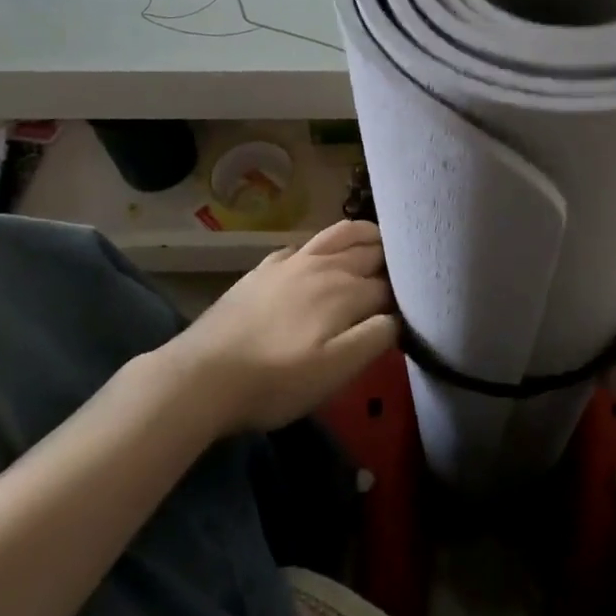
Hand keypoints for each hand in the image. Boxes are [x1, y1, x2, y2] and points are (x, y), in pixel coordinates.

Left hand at [173, 221, 398, 433]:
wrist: (202, 375)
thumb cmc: (275, 381)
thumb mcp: (334, 371)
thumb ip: (374, 338)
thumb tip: (398, 317)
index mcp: (346, 290)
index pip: (389, 285)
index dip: (405, 296)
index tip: (414, 308)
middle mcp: (325, 265)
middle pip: (370, 251)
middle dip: (392, 259)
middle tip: (404, 275)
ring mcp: (292, 261)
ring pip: (341, 234)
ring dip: (366, 236)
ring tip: (379, 244)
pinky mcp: (266, 267)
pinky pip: (306, 243)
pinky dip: (326, 244)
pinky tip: (321, 257)